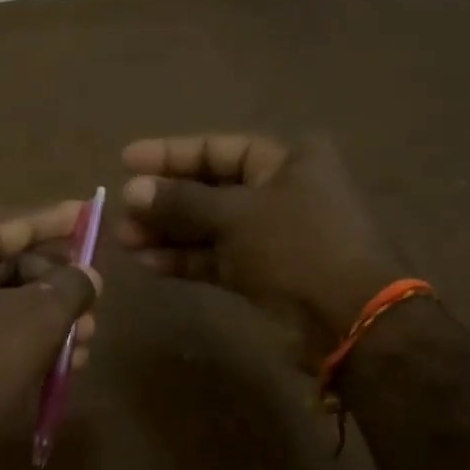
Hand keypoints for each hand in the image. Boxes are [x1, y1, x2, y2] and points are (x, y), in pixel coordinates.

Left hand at [0, 203, 100, 469]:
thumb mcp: (36, 323)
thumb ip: (70, 287)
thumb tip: (87, 275)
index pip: (13, 220)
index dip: (58, 220)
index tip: (89, 212)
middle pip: (3, 263)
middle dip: (54, 288)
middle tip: (93, 310)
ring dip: (40, 321)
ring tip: (81, 347)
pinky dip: (8, 339)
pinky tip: (47, 366)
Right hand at [118, 133, 407, 365]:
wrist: (348, 320)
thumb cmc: (298, 248)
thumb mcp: (237, 215)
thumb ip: (182, 202)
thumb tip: (131, 190)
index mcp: (289, 161)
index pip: (219, 149)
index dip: (171, 154)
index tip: (127, 160)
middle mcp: (279, 192)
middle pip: (210, 189)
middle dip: (164, 200)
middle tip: (121, 210)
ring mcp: (270, 236)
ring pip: (208, 227)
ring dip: (167, 232)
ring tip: (124, 239)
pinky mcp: (261, 274)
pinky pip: (214, 259)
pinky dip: (184, 259)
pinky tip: (148, 262)